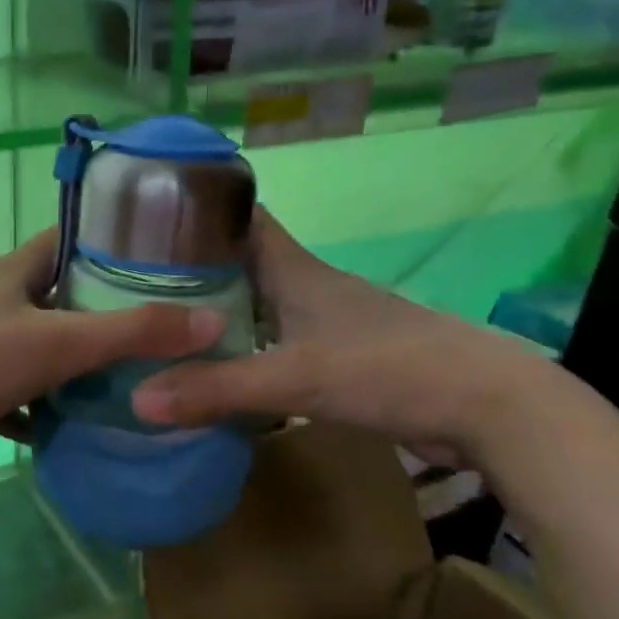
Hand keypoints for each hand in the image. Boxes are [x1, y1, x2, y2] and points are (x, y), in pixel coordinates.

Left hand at [0, 229, 224, 484]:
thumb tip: (212, 324)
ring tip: (156, 372)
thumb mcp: (59, 341)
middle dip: (119, 310)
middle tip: (179, 323)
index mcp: (18, 273)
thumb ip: (133, 332)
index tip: (171, 256)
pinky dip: (67, 408)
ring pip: (57, 350)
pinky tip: (106, 420)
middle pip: (72, 297)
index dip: (119, 241)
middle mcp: (7, 305)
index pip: (74, 238)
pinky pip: (40, 397)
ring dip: (95, 364)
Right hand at [128, 211, 549, 466]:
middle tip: (133, 288)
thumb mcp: (295, 377)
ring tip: (161, 331)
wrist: (485, 406)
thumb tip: (137, 400)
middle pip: (238, 264)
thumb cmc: (389, 368)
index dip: (196, 211)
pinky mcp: (336, 359)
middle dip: (190, 271)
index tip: (145, 221)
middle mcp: (305, 288)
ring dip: (215, 316)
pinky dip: (242, 354)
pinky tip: (216, 375)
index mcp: (294, 270)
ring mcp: (324, 324)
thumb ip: (216, 389)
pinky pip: (273, 346)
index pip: (240, 218)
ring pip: (255, 307)